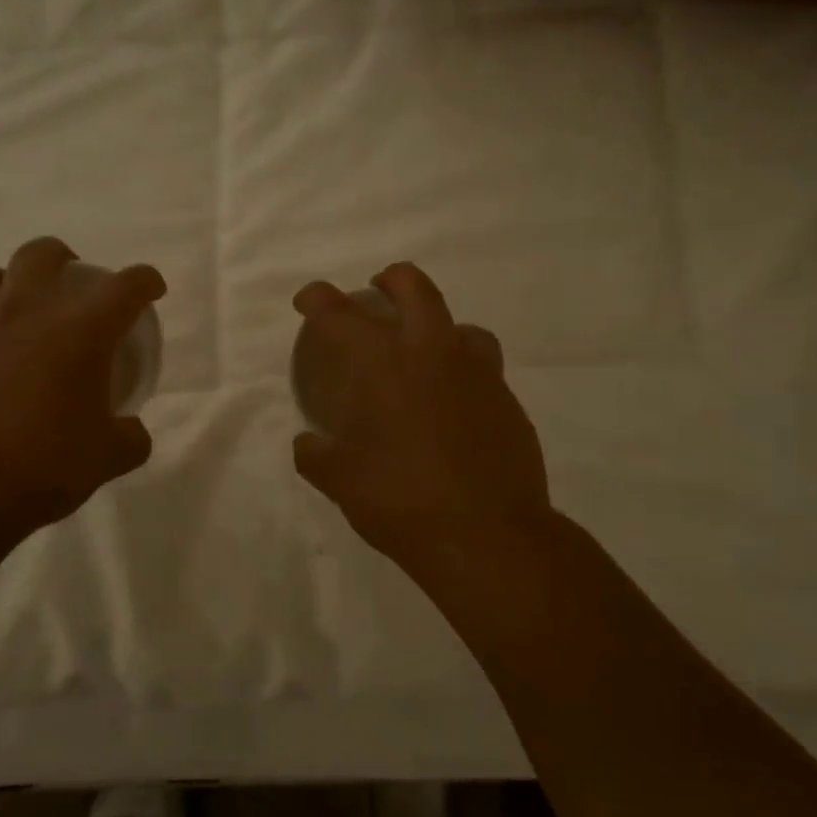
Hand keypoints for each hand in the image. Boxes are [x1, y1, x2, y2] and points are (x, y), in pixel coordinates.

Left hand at [0, 237, 164, 544]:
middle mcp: (24, 315)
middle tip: (72, 282)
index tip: (151, 289)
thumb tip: (131, 431)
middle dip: (63, 259)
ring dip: (9, 285)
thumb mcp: (107, 459)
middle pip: (40, 255)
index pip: (124, 288)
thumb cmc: (42, 467)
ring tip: (18, 313)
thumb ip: (129, 438)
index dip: (145, 281)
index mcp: (78, 333)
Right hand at [292, 263, 553, 576]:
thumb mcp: (339, 481)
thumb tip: (308, 444)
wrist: (487, 536)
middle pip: (415, 288)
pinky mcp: (509, 403)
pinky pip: (484, 371)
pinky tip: (452, 410)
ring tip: (424, 356)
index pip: (340, 313)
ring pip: (461, 326)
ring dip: (438, 329)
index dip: (317, 298)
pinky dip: (462, 376)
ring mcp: (479, 375)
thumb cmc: (401, 500)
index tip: (308, 301)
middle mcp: (433, 354)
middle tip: (378, 291)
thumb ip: (316, 455)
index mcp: (382, 365)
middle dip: (392, 280)